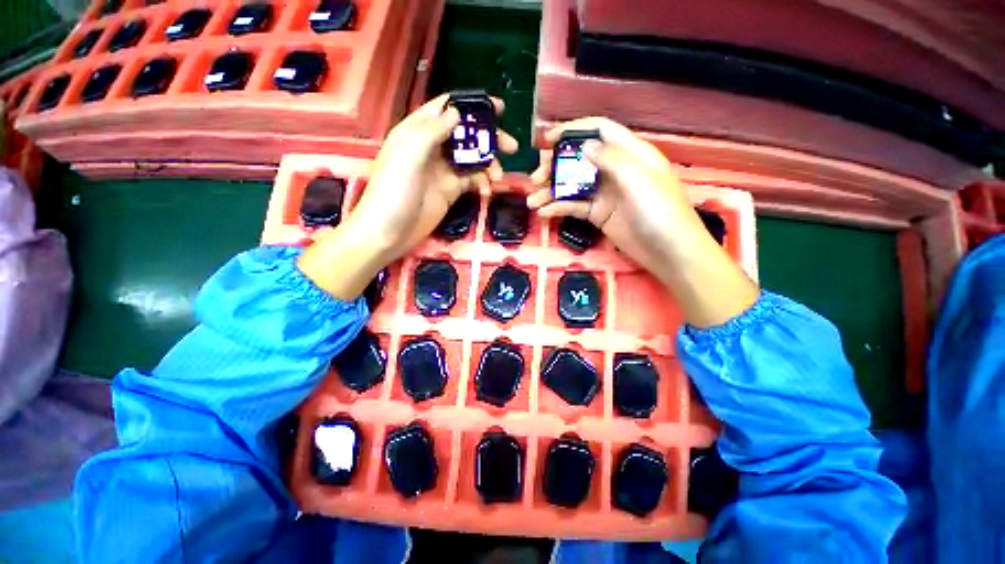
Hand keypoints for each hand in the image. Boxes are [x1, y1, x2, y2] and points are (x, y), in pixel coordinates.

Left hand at [299, 94, 517, 300]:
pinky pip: (472, 179)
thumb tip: (457, 112)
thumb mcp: (409, 155)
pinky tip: (488, 188)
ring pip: (472, 158)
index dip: (472, 105)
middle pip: (466, 134)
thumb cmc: (394, 191)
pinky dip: (483, 181)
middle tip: (511, 146)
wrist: (389, 232)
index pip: (447, 108)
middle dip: (489, 137)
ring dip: (489, 163)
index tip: (499, 108)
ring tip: (499, 176)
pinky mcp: (450, 190)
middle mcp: (432, 147)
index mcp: (418, 131)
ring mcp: (443, 170)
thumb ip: (432, 131)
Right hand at [528, 117, 757, 326]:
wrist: (668, 252)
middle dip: (556, 166)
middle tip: (536, 178)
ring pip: (573, 185)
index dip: (573, 130)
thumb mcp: (638, 180)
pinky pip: (575, 206)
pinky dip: (559, 208)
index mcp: (630, 153)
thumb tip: (584, 145)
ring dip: (551, 191)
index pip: (599, 130)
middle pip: (580, 160)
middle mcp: (615, 170)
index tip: (548, 140)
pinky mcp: (598, 214)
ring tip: (533, 201)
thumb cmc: (660, 211)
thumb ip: (611, 159)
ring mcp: (605, 194)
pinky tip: (544, 213)